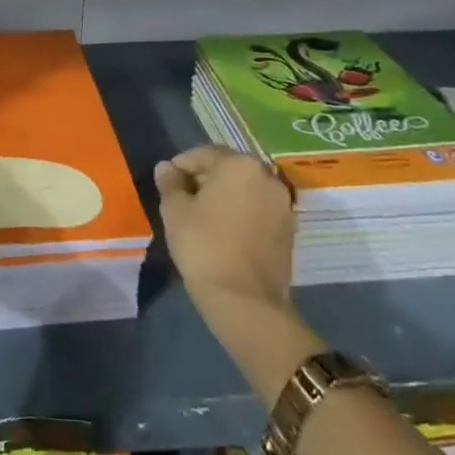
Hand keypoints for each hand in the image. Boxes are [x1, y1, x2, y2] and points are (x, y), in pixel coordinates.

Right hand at [154, 145, 294, 313]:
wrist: (245, 301)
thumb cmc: (204, 246)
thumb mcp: (175, 211)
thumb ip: (170, 183)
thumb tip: (166, 168)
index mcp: (239, 165)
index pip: (203, 154)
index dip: (180, 166)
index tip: (166, 182)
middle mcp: (266, 176)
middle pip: (227, 169)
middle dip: (204, 179)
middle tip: (181, 199)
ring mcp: (282, 204)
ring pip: (244, 189)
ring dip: (223, 196)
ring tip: (201, 216)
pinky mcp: (289, 230)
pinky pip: (257, 209)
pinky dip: (240, 213)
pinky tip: (223, 231)